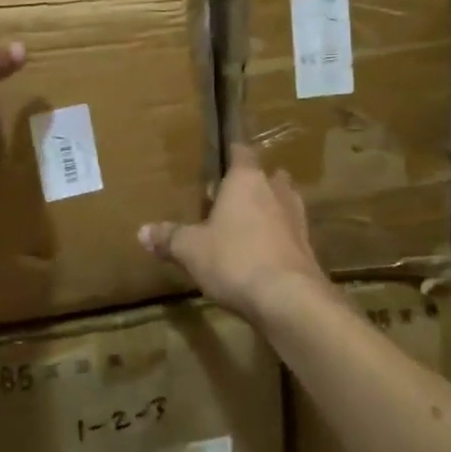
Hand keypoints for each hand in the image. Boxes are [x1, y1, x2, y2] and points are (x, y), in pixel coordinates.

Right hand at [139, 143, 328, 319]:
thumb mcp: (190, 249)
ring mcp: (297, 219)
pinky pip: (290, 233)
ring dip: (269, 210)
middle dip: (252, 184)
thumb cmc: (234, 259)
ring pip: (283, 203)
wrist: (289, 299)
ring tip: (247, 224)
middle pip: (267, 177)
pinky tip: (263, 253)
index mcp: (246, 180)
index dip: (232, 153)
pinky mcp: (308, 249)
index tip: (221, 158)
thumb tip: (142, 231)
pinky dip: (278, 237)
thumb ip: (169, 237)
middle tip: (230, 197)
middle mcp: (276, 191)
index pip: (241, 152)